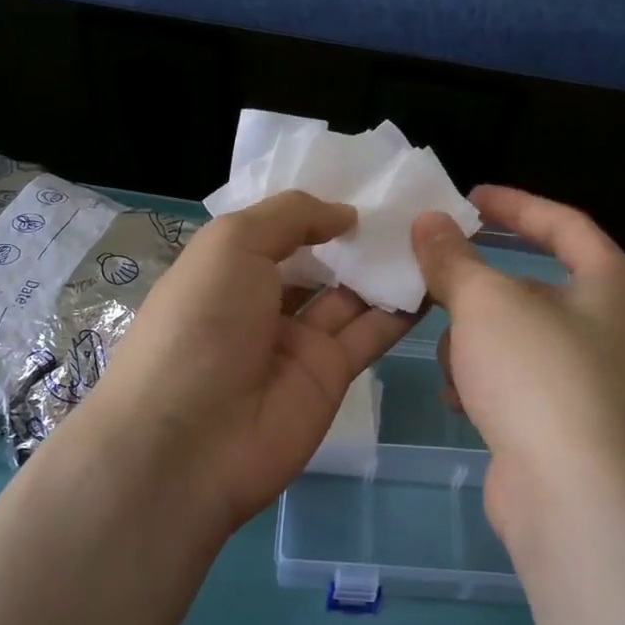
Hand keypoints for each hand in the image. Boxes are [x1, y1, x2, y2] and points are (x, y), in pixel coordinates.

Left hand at [85, 190, 414, 531]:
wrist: (189, 443)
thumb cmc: (200, 324)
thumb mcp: (231, 245)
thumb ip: (289, 217)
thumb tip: (344, 213)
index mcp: (229, 268)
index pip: (281, 229)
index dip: (319, 207)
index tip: (368, 180)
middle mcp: (263, 302)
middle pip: (321, 261)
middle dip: (360, 235)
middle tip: (414, 203)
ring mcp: (299, 341)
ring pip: (352, 294)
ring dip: (387, 266)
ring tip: (435, 232)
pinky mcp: (331, 375)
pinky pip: (371, 332)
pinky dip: (401, 307)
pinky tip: (435, 276)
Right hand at [412, 185, 624, 545]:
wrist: (573, 496)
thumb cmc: (539, 375)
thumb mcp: (486, 302)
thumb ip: (453, 257)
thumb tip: (429, 221)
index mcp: (612, 282)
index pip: (562, 222)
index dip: (513, 204)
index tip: (467, 197)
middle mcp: (609, 324)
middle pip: (530, 284)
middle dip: (477, 288)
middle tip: (432, 276)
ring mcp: (587, 376)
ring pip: (512, 334)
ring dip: (473, 341)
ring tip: (454, 359)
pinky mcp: (562, 419)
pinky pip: (511, 378)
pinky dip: (483, 380)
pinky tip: (462, 399)